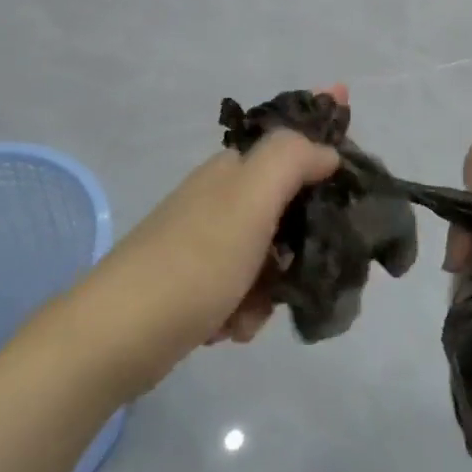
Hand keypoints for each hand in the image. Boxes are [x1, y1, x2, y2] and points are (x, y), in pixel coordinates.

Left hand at [75, 88, 344, 393]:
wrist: (117, 336)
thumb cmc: (193, 261)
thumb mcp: (249, 199)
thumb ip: (290, 158)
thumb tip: (325, 149)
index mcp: (233, 170)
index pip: (291, 140)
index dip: (324, 134)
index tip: (355, 149)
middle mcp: (222, 199)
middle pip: (291, 205)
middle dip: (304, 240)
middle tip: (309, 262)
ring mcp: (208, 242)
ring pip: (274, 255)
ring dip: (275, 285)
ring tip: (254, 306)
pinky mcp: (199, 284)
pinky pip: (248, 290)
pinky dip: (247, 309)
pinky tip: (230, 326)